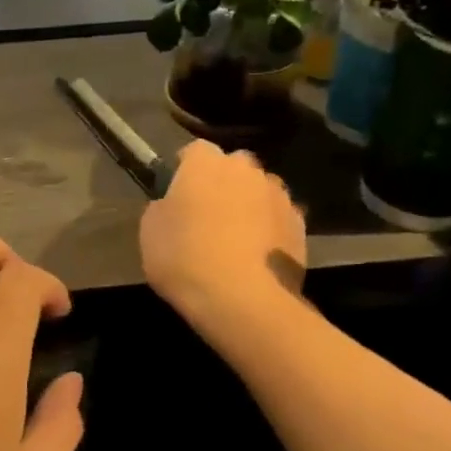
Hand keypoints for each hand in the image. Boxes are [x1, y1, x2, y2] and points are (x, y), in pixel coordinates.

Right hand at [140, 141, 307, 336]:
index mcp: (205, 164)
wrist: (242, 299)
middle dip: (222, 182)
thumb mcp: (150, 232)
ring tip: (236, 237)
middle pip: (233, 166)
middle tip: (207, 213)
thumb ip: (162, 208)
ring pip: (260, 190)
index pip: (195, 150)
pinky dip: (269, 229)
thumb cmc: (184, 258)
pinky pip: (278, 217)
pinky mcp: (300, 224)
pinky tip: (256, 255)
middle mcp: (246, 169)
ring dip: (249, 204)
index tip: (178, 192)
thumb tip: (172, 205)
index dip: (186, 169)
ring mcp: (278, 195)